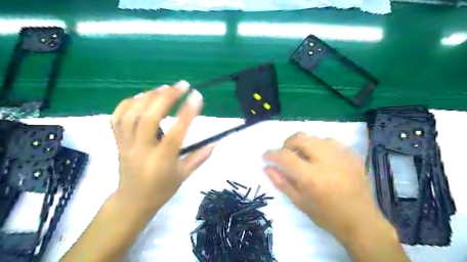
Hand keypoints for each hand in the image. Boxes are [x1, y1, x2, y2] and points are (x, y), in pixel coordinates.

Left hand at [110, 81, 214, 217]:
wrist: (132, 200)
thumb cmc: (161, 189)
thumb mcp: (184, 175)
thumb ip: (200, 157)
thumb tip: (216, 142)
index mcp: (161, 160)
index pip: (175, 133)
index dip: (187, 113)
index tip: (197, 96)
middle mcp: (142, 149)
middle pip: (149, 118)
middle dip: (166, 97)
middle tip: (182, 85)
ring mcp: (126, 144)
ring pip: (131, 114)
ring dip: (149, 97)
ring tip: (164, 88)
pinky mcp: (118, 141)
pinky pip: (117, 117)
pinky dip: (128, 103)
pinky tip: (142, 96)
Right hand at [264, 133, 391, 242]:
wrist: (361, 222)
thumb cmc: (326, 215)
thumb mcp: (299, 202)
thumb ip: (280, 182)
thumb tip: (266, 167)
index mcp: (311, 177)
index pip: (285, 156)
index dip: (271, 154)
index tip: (266, 156)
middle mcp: (327, 161)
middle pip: (300, 138)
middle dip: (287, 143)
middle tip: (286, 154)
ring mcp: (342, 156)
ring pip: (315, 137)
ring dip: (305, 144)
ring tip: (305, 157)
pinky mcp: (353, 155)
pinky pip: (331, 141)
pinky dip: (320, 146)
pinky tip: (322, 158)